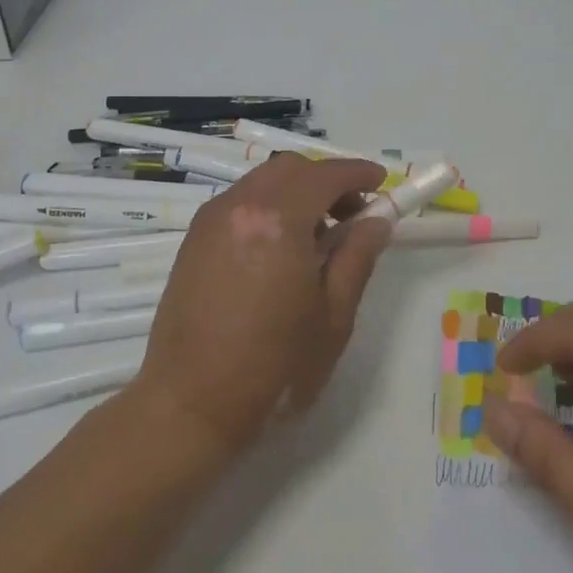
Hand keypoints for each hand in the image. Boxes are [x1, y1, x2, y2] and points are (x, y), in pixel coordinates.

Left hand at [131, 154, 392, 455]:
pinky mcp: (193, 239)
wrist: (191, 404)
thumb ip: (357, 258)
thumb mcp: (333, 316)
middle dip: (327, 180)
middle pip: (291, 169)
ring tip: (317, 237)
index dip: (358, 173)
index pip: (326, 175)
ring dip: (296, 192)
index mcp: (278, 220)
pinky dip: (268, 207)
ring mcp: (210, 220)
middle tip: (352, 215)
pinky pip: (240, 202)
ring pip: (262, 181)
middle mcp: (240, 206)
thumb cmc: (274, 367)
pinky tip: (280, 249)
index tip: (381, 183)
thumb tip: (376, 221)